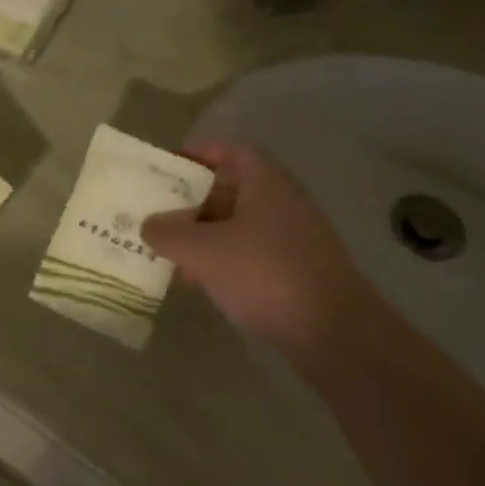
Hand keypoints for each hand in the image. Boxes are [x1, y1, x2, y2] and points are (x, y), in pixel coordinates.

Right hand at [142, 140, 380, 360]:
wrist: (335, 334)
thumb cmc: (265, 274)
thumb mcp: (203, 251)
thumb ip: (168, 233)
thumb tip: (149, 225)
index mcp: (265, 182)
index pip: (230, 151)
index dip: (198, 152)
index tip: (167, 165)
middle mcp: (282, 202)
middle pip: (231, 188)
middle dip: (192, 200)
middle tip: (159, 211)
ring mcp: (293, 238)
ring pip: (238, 225)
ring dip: (204, 234)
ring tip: (169, 250)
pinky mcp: (296, 271)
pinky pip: (250, 254)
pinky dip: (223, 260)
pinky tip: (198, 282)